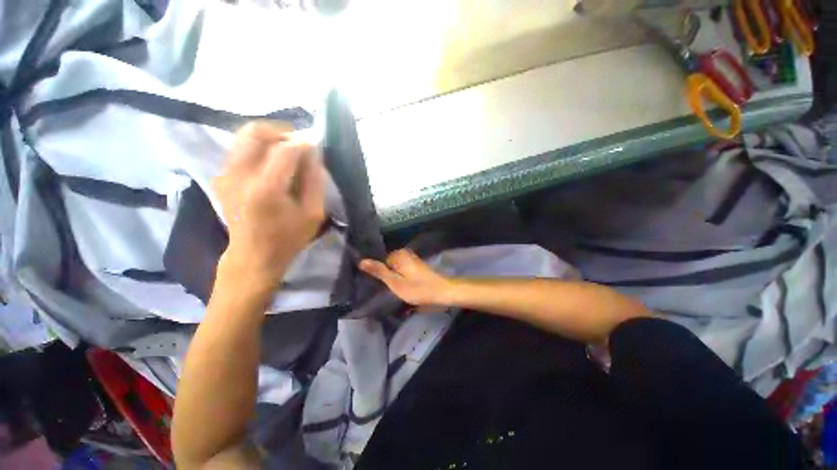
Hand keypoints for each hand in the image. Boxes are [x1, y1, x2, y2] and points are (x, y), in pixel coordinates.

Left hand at [213, 122, 325, 290]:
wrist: (254, 255)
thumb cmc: (289, 237)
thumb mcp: (313, 213)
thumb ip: (315, 180)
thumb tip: (313, 153)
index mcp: (267, 188)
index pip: (284, 150)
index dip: (302, 143)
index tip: (315, 143)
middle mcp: (240, 176)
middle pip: (254, 132)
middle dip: (280, 131)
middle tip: (298, 142)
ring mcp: (225, 175)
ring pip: (243, 137)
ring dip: (268, 137)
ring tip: (287, 150)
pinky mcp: (221, 177)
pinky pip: (239, 150)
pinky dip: (258, 148)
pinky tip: (272, 164)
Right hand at [359, 249, 454, 306]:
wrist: (442, 292)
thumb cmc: (418, 289)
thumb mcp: (395, 283)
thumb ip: (379, 271)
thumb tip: (361, 261)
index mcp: (398, 254)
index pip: (379, 261)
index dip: (378, 274)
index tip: (379, 286)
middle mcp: (404, 253)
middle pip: (387, 264)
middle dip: (386, 276)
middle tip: (388, 289)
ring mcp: (411, 259)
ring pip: (395, 269)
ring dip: (393, 278)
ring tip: (394, 290)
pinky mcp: (416, 266)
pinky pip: (402, 271)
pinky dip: (401, 278)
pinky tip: (403, 288)